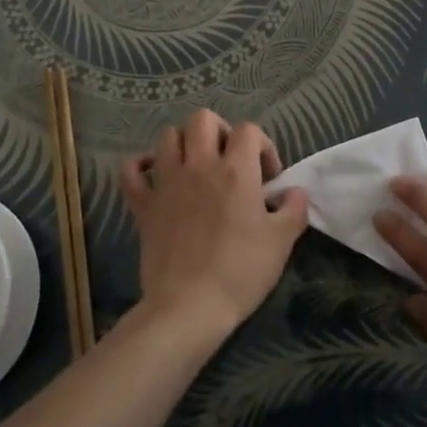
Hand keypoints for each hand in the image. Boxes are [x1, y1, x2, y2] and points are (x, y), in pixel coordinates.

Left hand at [119, 110, 309, 339]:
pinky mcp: (142, 204)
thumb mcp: (281, 242)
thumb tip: (295, 192)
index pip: (248, 130)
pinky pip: (131, 169)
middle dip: (220, 131)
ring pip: (167, 135)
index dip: (262, 146)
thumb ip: (294, 208)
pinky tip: (154, 175)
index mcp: (235, 170)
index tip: (267, 178)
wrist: (189, 307)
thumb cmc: (240, 272)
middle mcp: (199, 165)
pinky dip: (141, 165)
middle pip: (203, 119)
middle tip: (230, 161)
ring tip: (195, 166)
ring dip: (183, 143)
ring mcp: (166, 182)